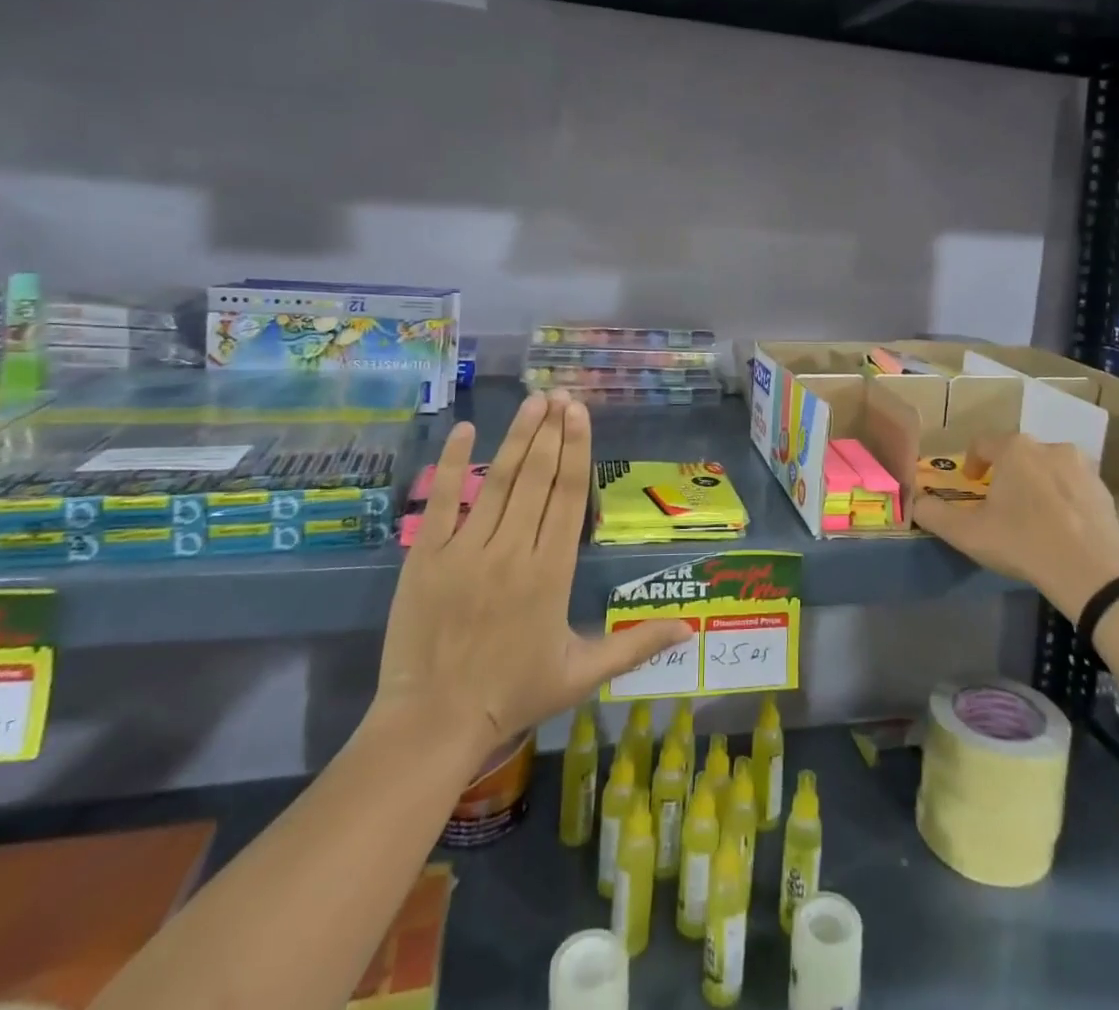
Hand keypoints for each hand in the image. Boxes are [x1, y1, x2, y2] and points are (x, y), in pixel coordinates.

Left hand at [367, 391, 689, 762]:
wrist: (433, 723)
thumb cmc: (512, 695)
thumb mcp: (582, 674)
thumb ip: (636, 645)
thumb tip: (691, 628)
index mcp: (551, 571)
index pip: (569, 496)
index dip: (577, 449)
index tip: (580, 413)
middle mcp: (513, 550)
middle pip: (538, 477)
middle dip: (551, 430)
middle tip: (560, 393)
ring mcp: (467, 550)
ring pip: (500, 480)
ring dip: (518, 437)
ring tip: (532, 401)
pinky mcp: (427, 557)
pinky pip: (443, 501)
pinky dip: (453, 464)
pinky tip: (463, 430)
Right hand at [913, 434, 1118, 620]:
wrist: (1092, 572)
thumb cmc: (1022, 542)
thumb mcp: (967, 533)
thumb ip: (933, 514)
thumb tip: (915, 502)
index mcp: (1015, 449)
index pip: (983, 443)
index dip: (972, 462)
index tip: (971, 483)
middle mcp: (1049, 447)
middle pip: (1018, 454)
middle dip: (1006, 473)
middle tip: (1000, 503)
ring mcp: (1082, 467)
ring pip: (1048, 468)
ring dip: (1036, 483)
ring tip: (1031, 515)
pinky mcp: (1104, 490)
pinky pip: (1074, 487)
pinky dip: (1063, 499)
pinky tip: (1060, 527)